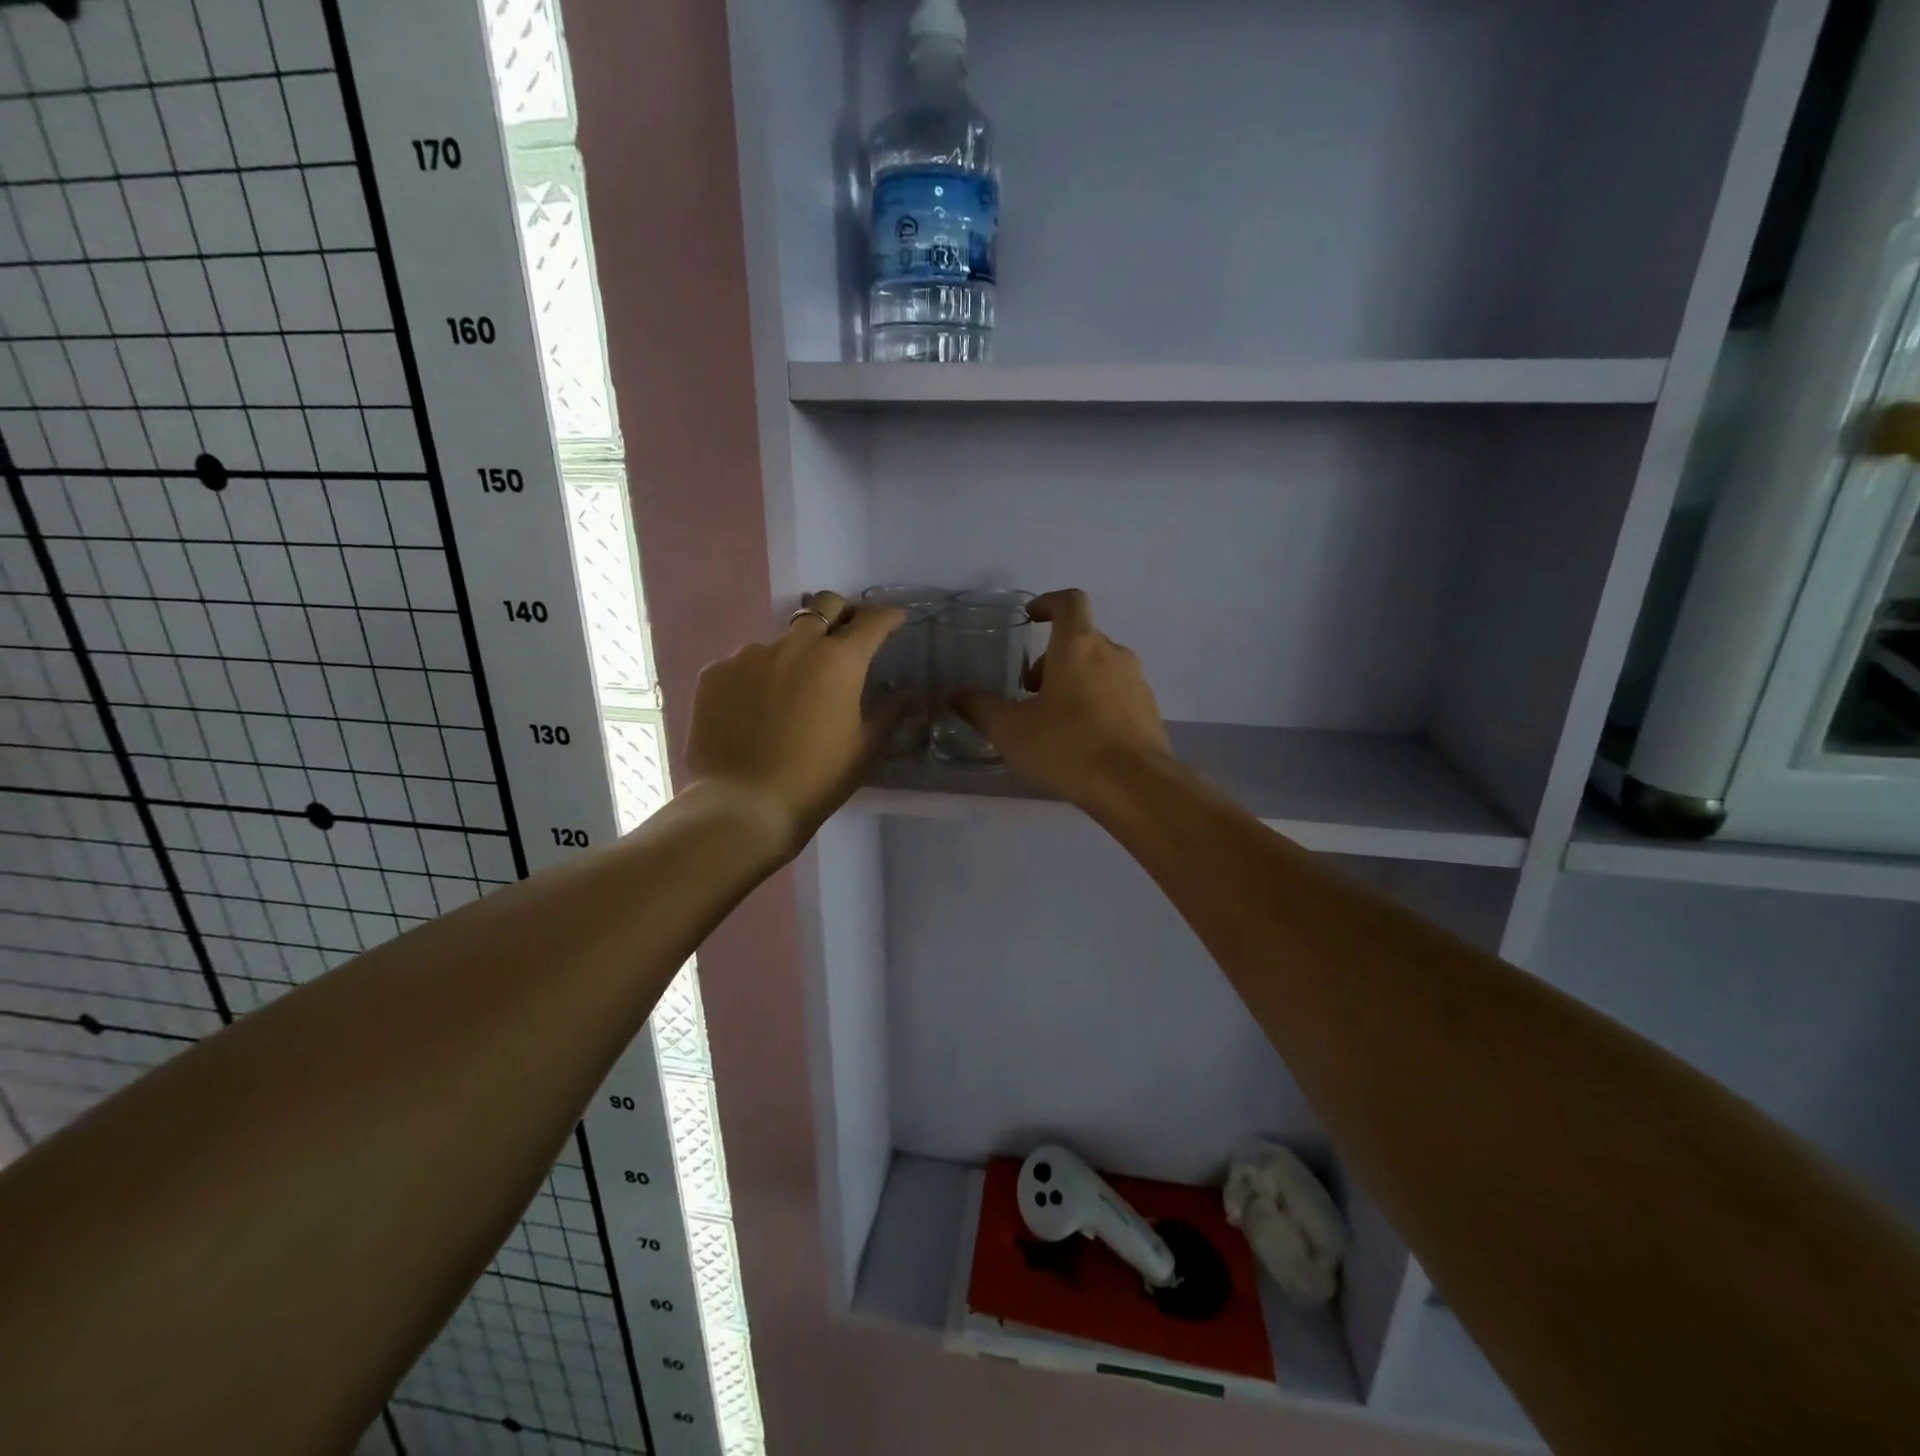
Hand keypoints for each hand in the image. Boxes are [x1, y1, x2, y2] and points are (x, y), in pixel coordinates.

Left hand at [686, 591, 903, 854]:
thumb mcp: (865, 749)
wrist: (744, 806)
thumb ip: (888, 712)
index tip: (894, 620)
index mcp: (838, 660)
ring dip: (794, 654)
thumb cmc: (816, 779)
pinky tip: (754, 711)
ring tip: (791, 692)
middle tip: (846, 636)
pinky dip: (757, 678)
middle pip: (823, 606)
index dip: (888, 617)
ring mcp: (748, 655)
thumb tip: (903, 692)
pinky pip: (743, 665)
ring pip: (781, 640)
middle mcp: (794, 645)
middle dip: (841, 614)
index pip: (871, 621)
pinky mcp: (715, 673)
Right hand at [952, 589, 1173, 805]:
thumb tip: (955, 695)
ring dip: (1075, 681)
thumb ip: (980, 708)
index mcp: (1078, 646)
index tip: (1031, 617)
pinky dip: (1097, 702)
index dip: (1049, 602)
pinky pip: (1117, 692)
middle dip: (1053, 658)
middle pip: (1081, 639)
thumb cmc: (1068, 747)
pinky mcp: (1148, 709)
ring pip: (1100, 667)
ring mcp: (1136, 680)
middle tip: (1031, 692)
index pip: (1069, 601)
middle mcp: (1112, 653)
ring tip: (1055, 720)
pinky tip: (1083, 739)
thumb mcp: (1011, 731)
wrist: (1136, 786)